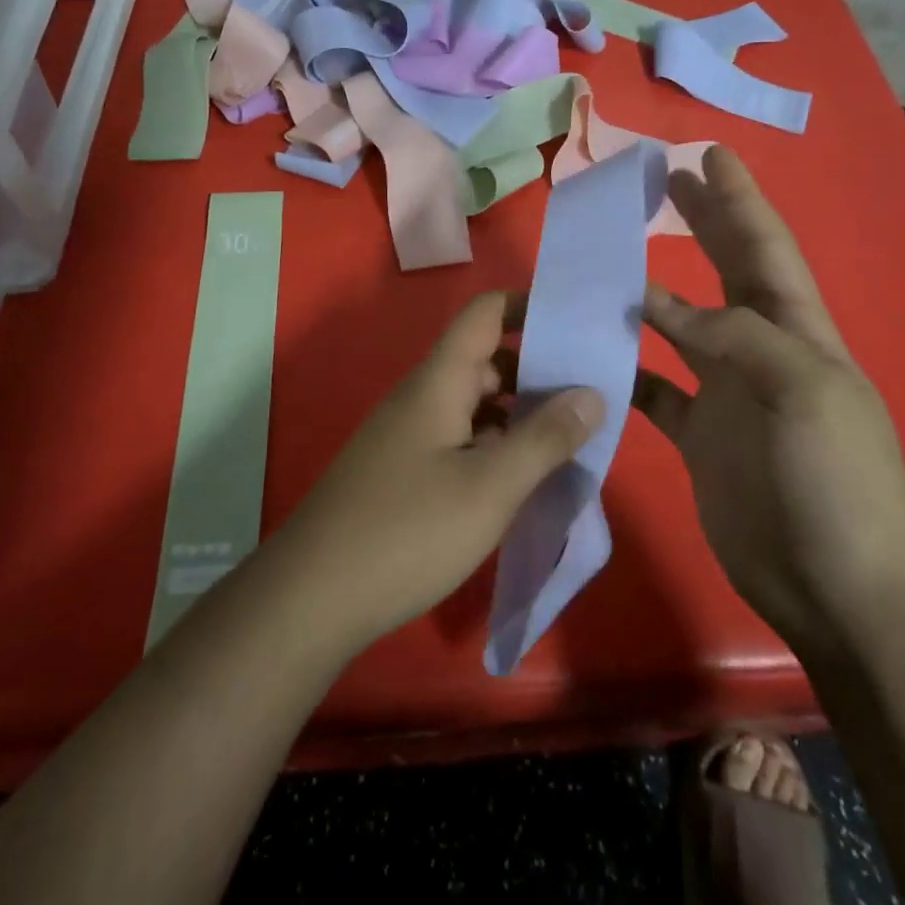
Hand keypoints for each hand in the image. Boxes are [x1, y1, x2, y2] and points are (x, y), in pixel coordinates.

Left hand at [269, 292, 603, 654]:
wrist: (312, 597)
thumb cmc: (407, 532)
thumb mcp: (489, 487)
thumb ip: (544, 438)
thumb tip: (591, 393)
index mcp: (439, 382)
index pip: (485, 314)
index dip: (528, 307)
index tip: (577, 325)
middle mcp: (422, 397)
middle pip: (485, 361)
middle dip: (537, 372)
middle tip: (592, 398)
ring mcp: (409, 435)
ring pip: (474, 405)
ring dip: (519, 415)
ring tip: (570, 441)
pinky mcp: (403, 471)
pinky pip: (459, 439)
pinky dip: (494, 447)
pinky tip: (521, 480)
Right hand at [633, 147, 904, 659]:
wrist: (837, 589)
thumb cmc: (835, 483)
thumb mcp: (804, 393)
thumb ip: (736, 337)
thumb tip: (661, 303)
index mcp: (798, 334)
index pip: (766, 249)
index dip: (740, 201)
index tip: (710, 155)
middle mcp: (762, 354)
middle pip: (728, 273)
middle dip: (704, 224)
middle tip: (667, 180)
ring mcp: (727, 396)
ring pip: (683, 327)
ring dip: (652, 292)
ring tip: (614, 257)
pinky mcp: (699, 436)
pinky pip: (655, 388)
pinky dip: (628, 366)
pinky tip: (598, 349)